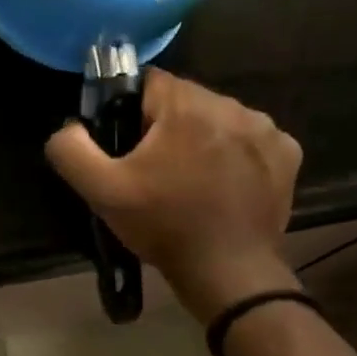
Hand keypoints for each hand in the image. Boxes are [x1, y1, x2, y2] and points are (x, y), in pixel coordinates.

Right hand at [45, 70, 302, 320]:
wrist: (229, 273)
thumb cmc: (163, 226)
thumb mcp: (101, 191)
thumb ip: (71, 148)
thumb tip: (70, 125)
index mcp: (186, 106)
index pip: (149, 81)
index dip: (131, 110)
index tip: (129, 146)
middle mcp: (231, 106)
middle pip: (184, 98)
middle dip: (166, 124)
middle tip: (155, 169)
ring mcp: (265, 129)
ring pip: (217, 116)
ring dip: (201, 136)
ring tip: (190, 178)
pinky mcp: (287, 153)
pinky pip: (248, 137)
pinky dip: (234, 152)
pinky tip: (224, 183)